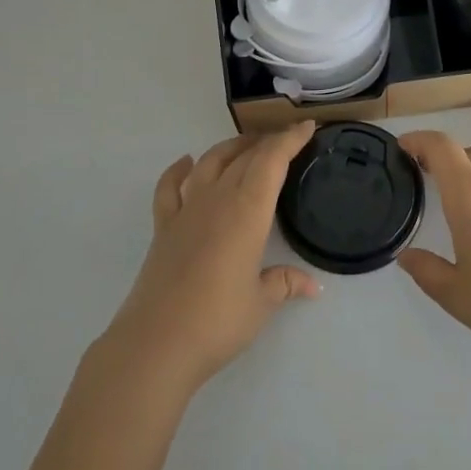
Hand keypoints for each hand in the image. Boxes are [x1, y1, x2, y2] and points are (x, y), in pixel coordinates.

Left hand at [103, 122, 320, 394]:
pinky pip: (170, 186)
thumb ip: (285, 284)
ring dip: (230, 148)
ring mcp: (186, 210)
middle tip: (286, 139)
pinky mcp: (163, 226)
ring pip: (209, 162)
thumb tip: (314, 286)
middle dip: (267, 142)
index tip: (307, 126)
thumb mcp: (260, 304)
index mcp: (247, 211)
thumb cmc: (217, 322)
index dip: (290, 140)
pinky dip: (178, 169)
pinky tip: (186, 163)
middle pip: (244, 156)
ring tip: (246, 145)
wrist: (156, 343)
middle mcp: (217, 199)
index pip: (272, 161)